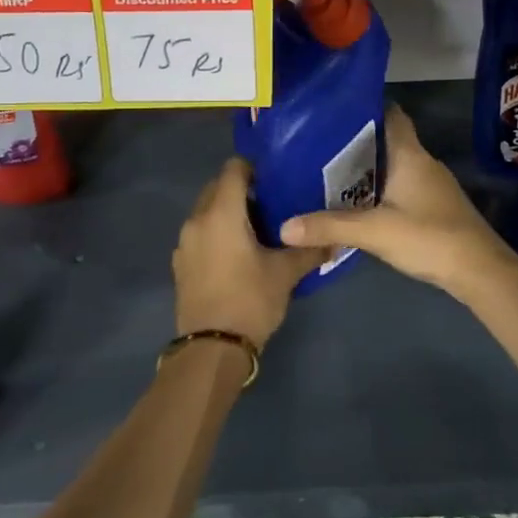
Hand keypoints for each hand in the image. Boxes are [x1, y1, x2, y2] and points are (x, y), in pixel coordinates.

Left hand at [173, 158, 325, 346]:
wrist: (212, 349)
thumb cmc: (250, 300)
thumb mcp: (286, 273)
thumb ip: (310, 251)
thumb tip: (336, 240)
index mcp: (221, 213)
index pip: (233, 169)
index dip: (254, 168)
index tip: (275, 178)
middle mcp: (197, 220)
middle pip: (217, 188)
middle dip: (241, 189)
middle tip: (271, 203)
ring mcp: (185, 243)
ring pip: (206, 211)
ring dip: (227, 212)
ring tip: (257, 228)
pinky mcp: (181, 264)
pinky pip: (200, 234)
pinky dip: (216, 233)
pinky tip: (238, 253)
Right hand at [279, 106, 517, 293]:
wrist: (480, 271)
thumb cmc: (429, 237)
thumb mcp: (374, 232)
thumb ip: (330, 226)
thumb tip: (284, 226)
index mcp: (410, 155)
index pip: (391, 114)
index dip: (365, 109)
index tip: (333, 112)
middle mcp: (422, 162)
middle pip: (387, 141)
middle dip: (355, 143)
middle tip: (317, 147)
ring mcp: (431, 185)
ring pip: (393, 166)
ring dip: (366, 169)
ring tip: (328, 174)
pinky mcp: (434, 207)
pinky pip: (400, 187)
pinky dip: (379, 190)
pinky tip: (357, 205)